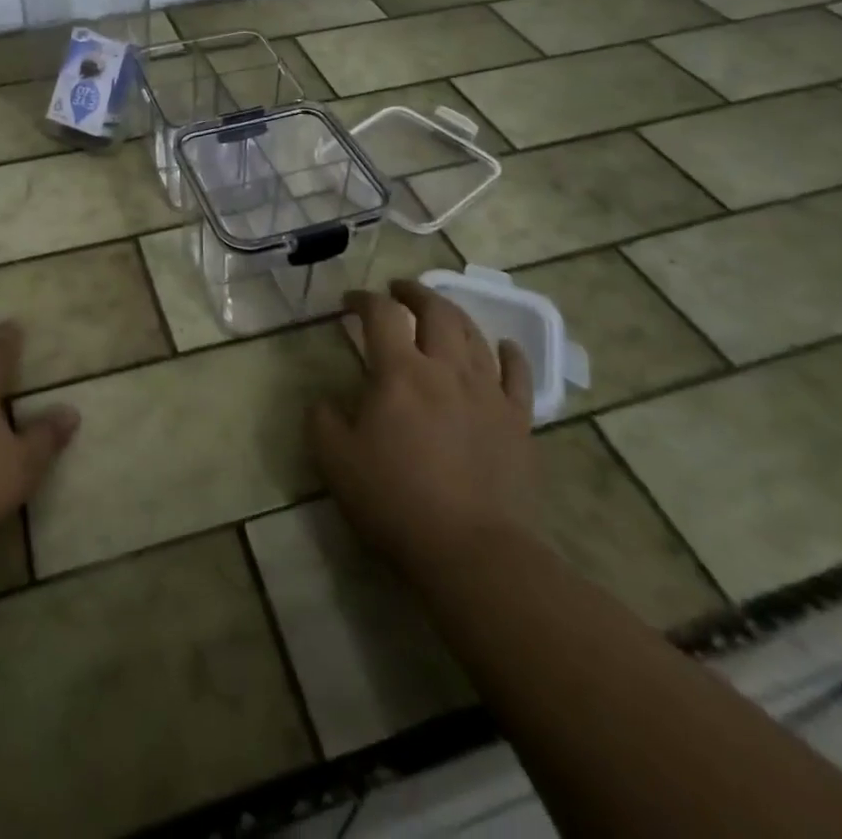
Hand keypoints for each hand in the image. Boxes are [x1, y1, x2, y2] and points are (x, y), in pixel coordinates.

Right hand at [310, 280, 536, 575]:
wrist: (472, 551)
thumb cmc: (397, 501)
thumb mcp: (336, 462)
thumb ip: (323, 420)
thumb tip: (325, 399)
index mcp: (400, 372)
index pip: (381, 315)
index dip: (364, 300)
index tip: (350, 303)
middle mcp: (446, 369)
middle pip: (436, 311)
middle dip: (414, 293)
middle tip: (399, 291)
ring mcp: (488, 392)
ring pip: (474, 335)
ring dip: (454, 315)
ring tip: (441, 312)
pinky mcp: (518, 420)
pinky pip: (518, 374)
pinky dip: (510, 353)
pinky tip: (503, 347)